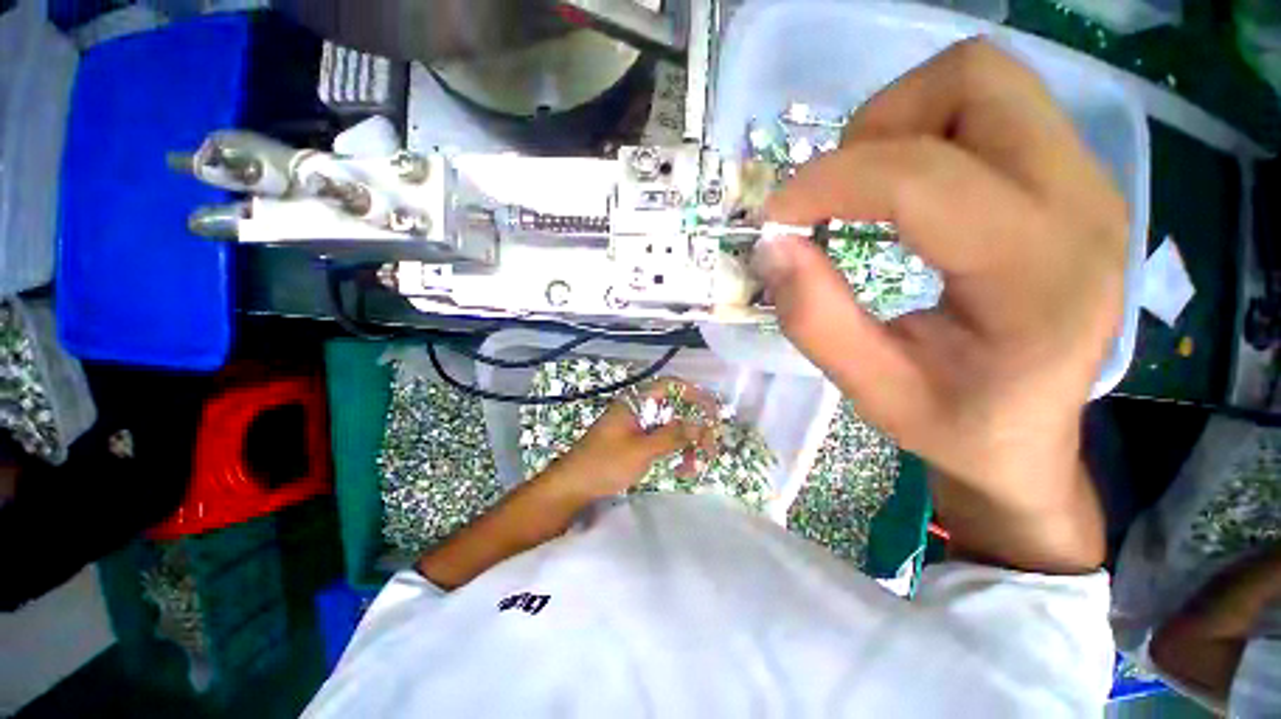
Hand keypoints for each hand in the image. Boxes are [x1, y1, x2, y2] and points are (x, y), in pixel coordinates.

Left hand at [554, 379, 717, 498]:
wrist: (572, 487)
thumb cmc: (605, 464)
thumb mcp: (641, 450)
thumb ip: (672, 436)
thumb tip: (700, 425)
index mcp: (635, 402)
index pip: (670, 386)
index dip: (694, 394)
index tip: (712, 410)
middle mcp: (637, 410)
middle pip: (674, 410)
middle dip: (694, 428)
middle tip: (710, 447)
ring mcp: (636, 428)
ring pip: (670, 429)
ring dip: (686, 445)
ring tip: (694, 467)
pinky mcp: (634, 444)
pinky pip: (661, 443)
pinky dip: (673, 454)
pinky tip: (681, 471)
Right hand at [752, 39, 1122, 572]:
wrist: (1029, 442)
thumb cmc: (951, 429)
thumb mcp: (871, 387)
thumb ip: (815, 312)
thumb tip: (771, 245)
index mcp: (1036, 273)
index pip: (920, 174)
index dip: (829, 180)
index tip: (775, 214)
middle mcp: (1078, 205)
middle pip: (972, 83)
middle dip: (878, 128)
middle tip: (832, 194)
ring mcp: (1085, 184)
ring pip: (984, 82)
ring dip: (900, 127)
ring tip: (861, 195)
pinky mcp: (1070, 183)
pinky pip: (990, 111)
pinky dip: (926, 136)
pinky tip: (902, 198)